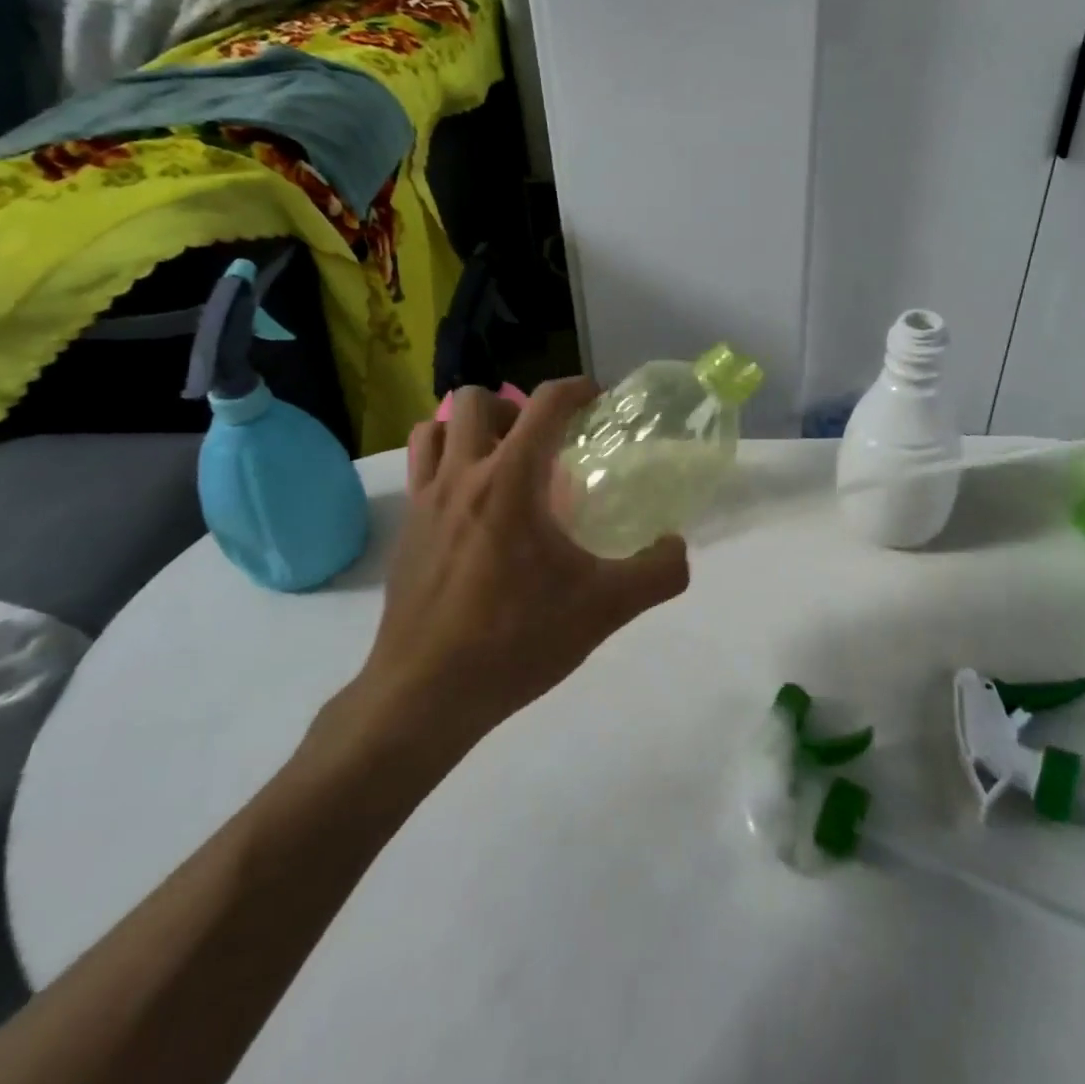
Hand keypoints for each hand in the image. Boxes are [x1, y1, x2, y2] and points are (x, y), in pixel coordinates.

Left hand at [346, 380, 689, 744]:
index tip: (597, 401)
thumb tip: (679, 547)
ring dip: (471, 429)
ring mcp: (425, 501)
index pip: (545, 403)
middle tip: (542, 442)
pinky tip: (469, 505)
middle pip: (477, 399)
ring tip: (500, 462)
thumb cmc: (515, 640)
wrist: (426, 694)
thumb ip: (656, 573)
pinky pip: (419, 469)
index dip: (577, 389)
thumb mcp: (603, 609)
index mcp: (511, 480)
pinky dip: (444, 463)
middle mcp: (462, 475)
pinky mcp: (405, 530)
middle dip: (514, 405)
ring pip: (438, 428)